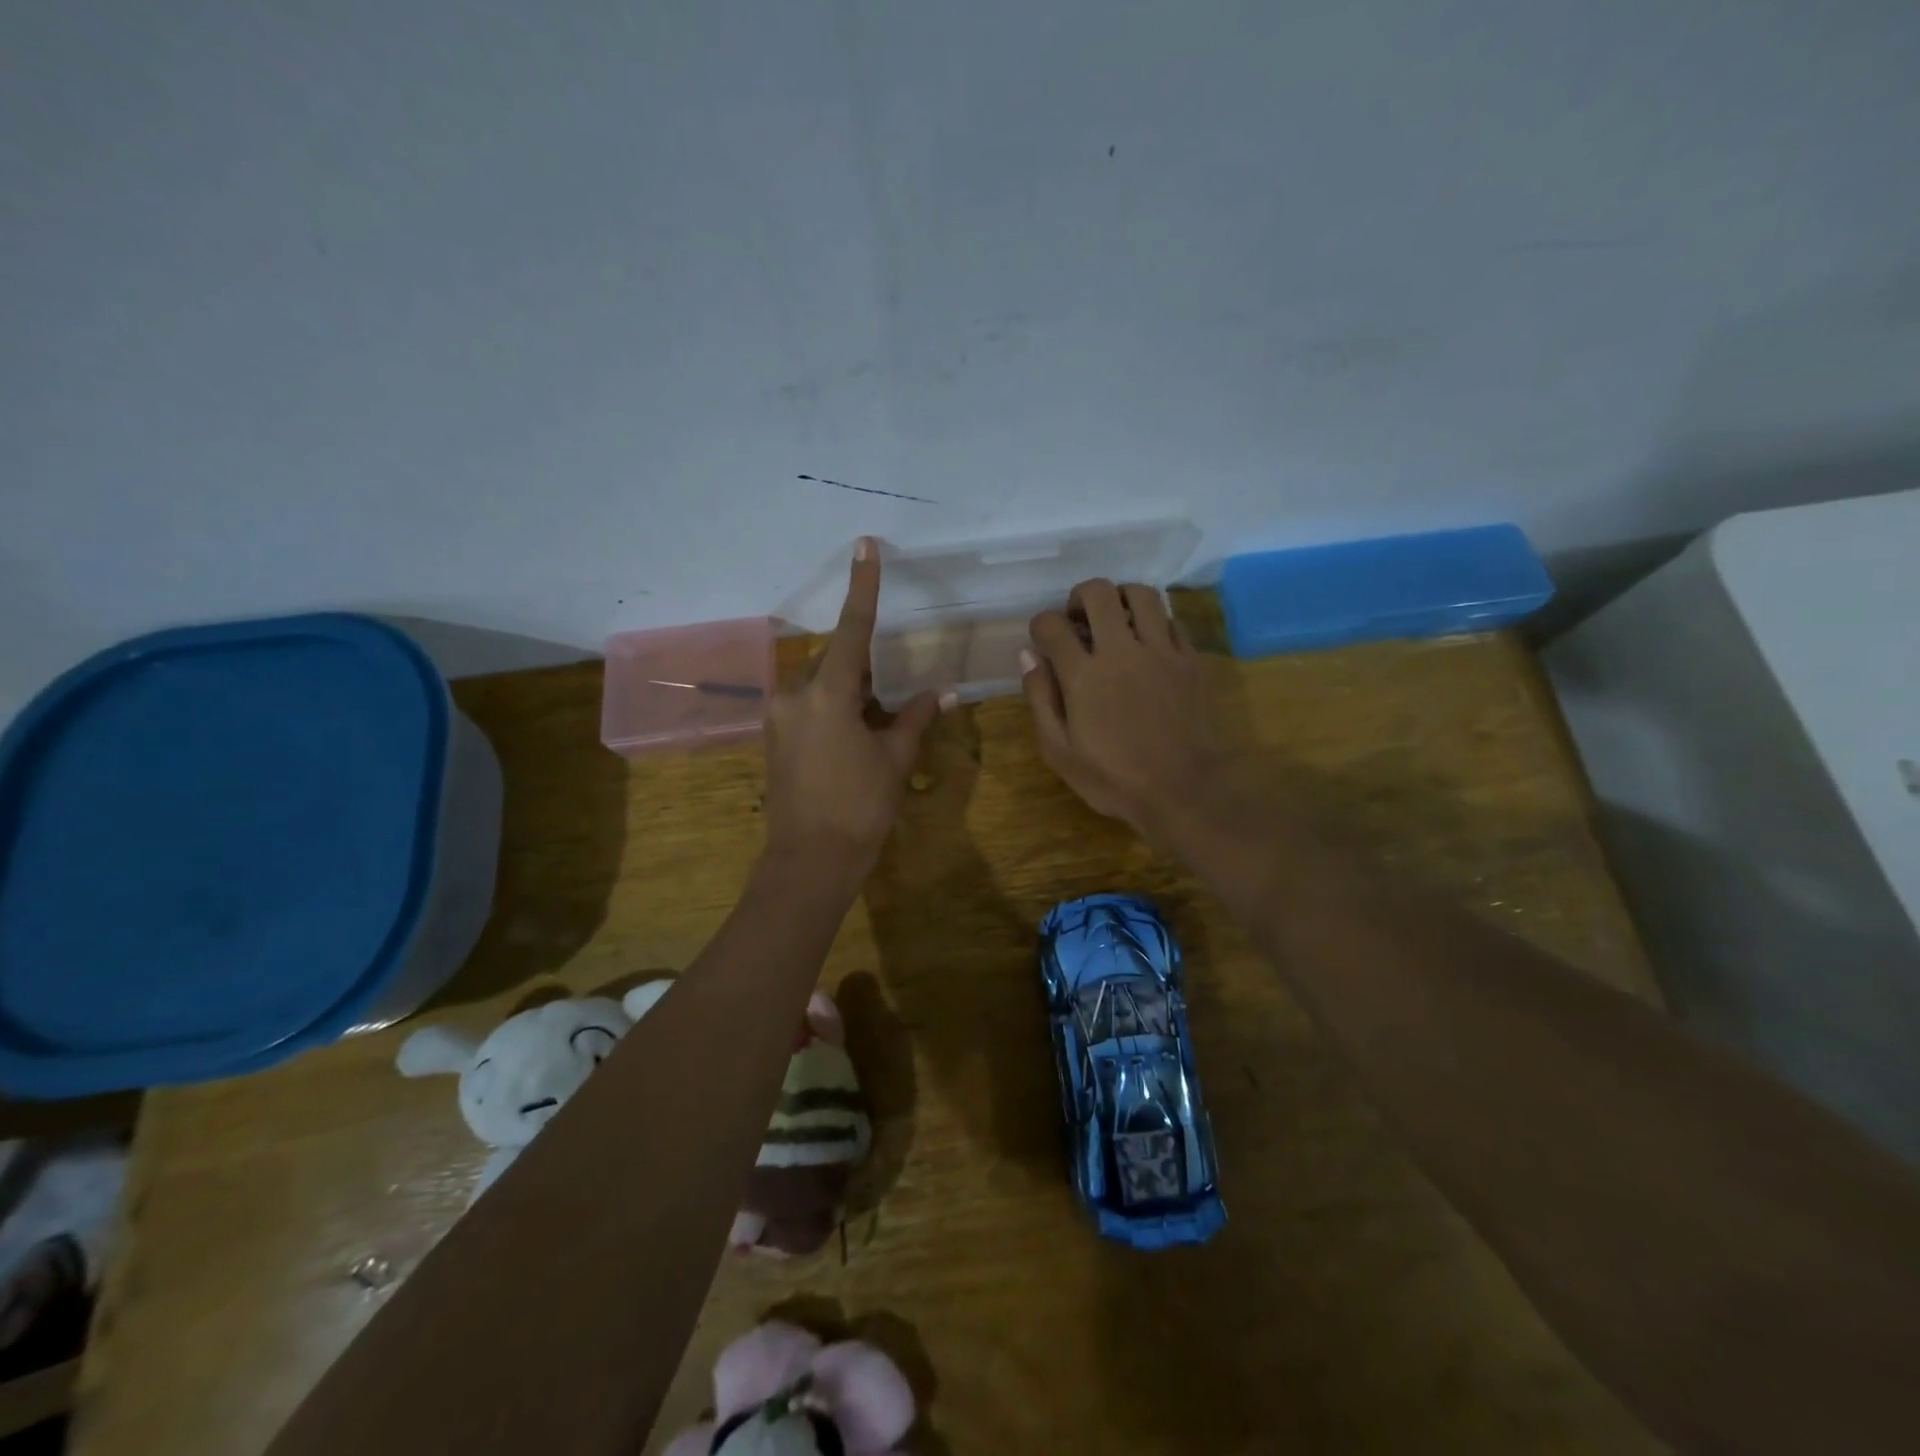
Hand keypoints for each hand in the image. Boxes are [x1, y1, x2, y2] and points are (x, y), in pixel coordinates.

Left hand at [763, 538, 951, 878]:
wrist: (810, 860)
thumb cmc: (860, 807)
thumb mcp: (895, 758)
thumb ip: (916, 718)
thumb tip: (945, 693)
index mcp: (828, 693)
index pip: (852, 628)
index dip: (863, 585)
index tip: (864, 545)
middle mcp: (795, 694)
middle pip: (835, 660)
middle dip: (864, 668)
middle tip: (891, 696)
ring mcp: (779, 716)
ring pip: (820, 683)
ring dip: (849, 691)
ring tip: (874, 723)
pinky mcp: (774, 737)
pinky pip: (807, 705)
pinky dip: (832, 708)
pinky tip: (851, 737)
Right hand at [1021, 579, 1222, 847]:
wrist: (1185, 791)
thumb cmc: (1114, 779)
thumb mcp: (1060, 751)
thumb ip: (1041, 699)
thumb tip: (1029, 656)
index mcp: (1084, 675)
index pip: (1052, 625)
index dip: (1041, 626)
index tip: (1043, 640)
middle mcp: (1121, 651)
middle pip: (1097, 593)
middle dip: (1079, 598)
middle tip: (1077, 620)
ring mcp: (1161, 651)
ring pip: (1141, 594)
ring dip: (1120, 598)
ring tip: (1114, 620)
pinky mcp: (1190, 659)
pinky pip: (1171, 619)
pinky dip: (1153, 621)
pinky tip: (1147, 642)